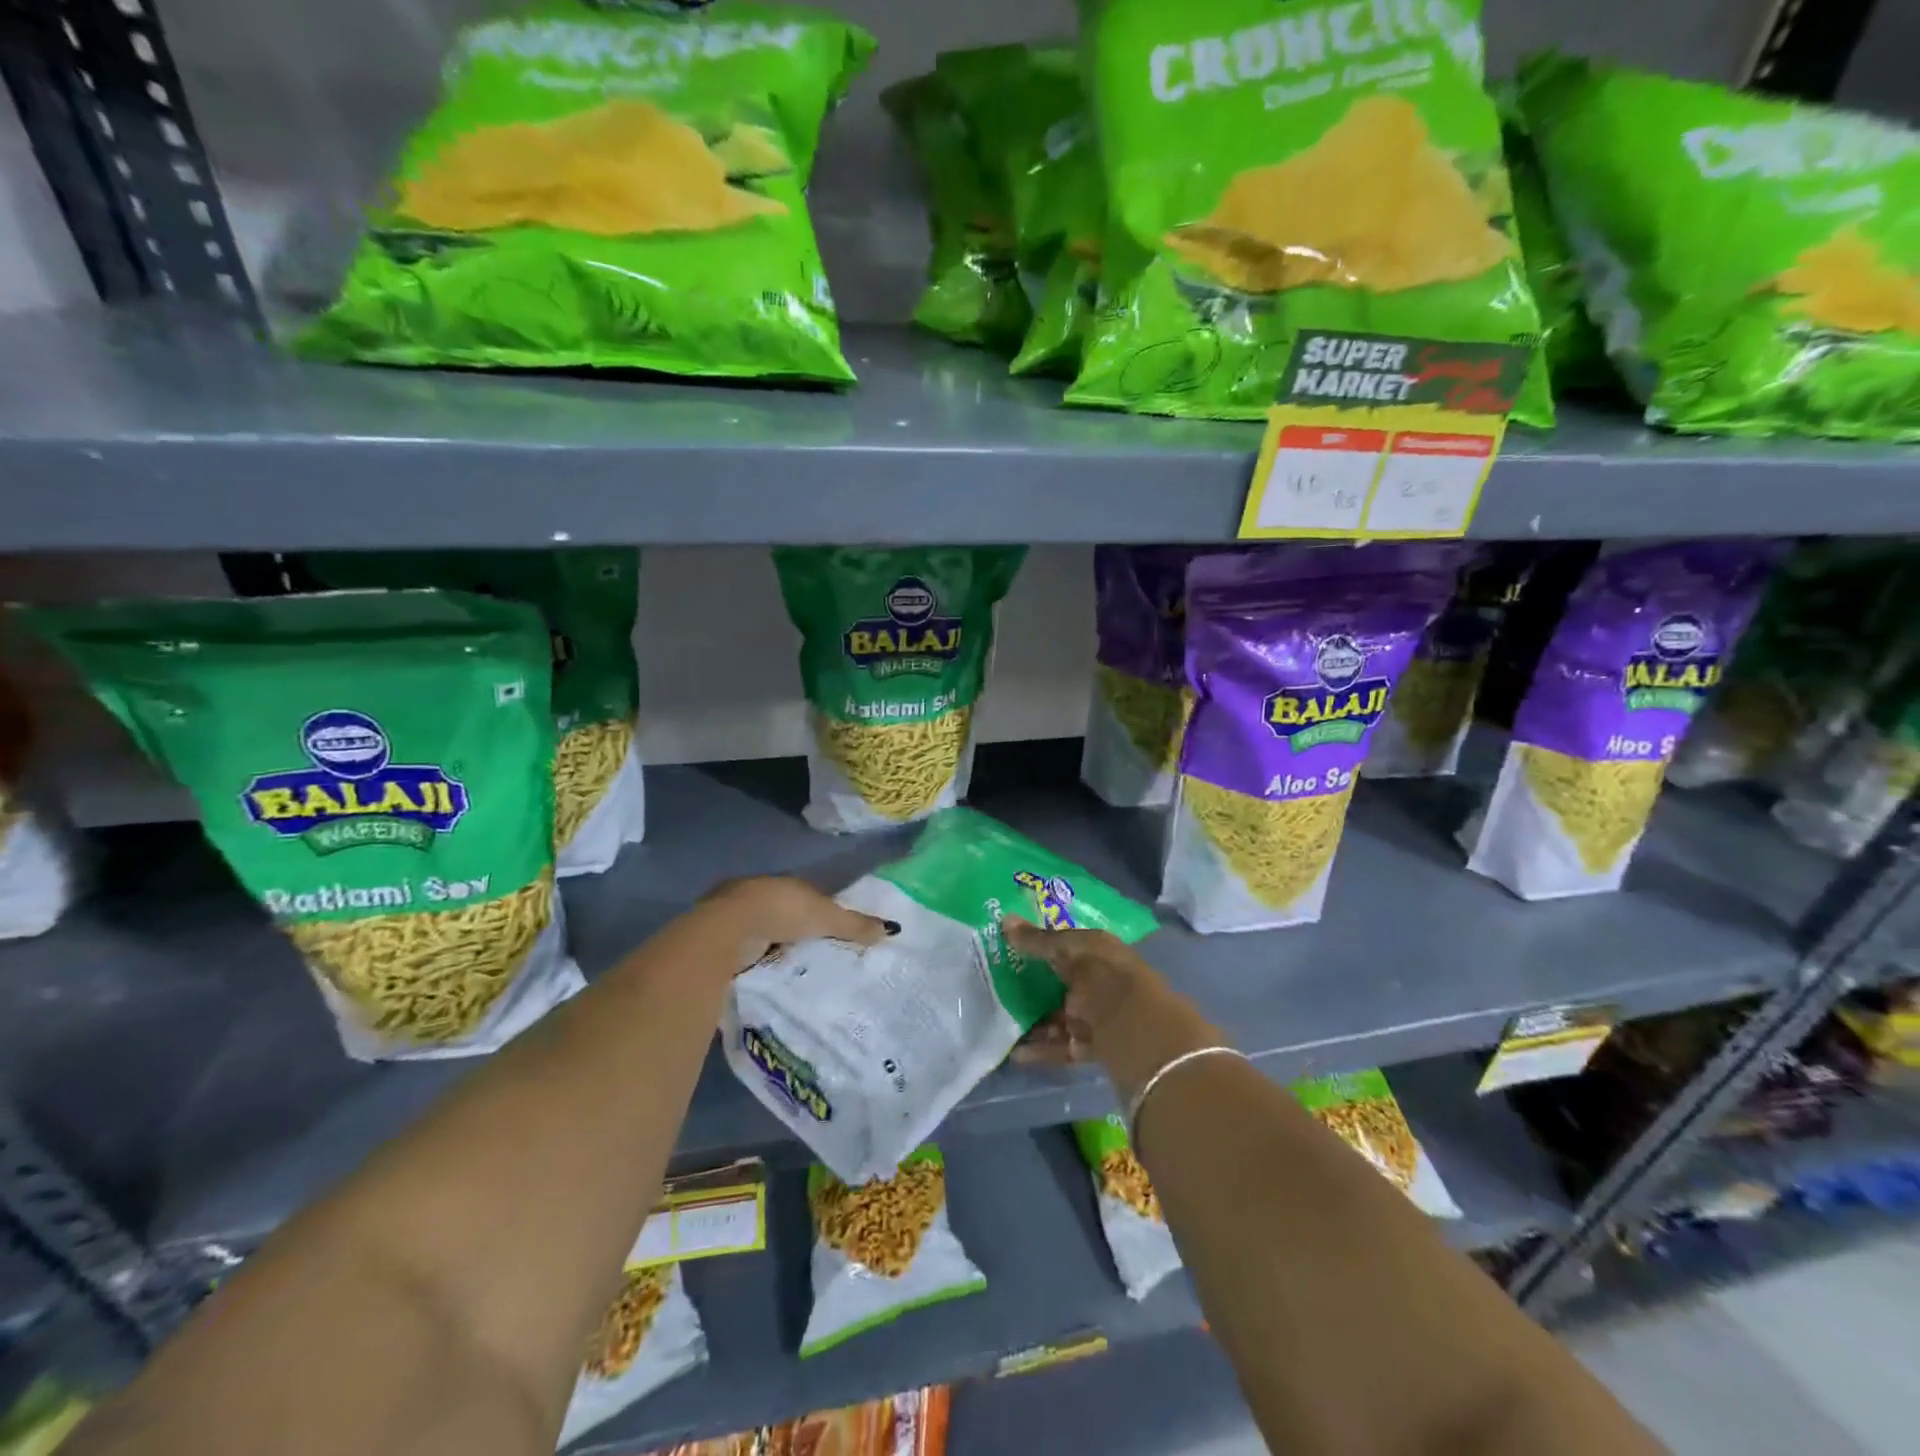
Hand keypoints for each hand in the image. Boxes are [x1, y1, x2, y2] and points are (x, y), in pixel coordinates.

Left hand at [699, 876, 897, 972]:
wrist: (728, 930)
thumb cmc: (782, 912)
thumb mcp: (826, 917)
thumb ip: (855, 924)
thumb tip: (891, 929)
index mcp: (782, 883)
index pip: (805, 896)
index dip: (818, 912)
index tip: (829, 931)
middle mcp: (756, 893)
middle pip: (782, 913)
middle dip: (793, 930)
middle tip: (811, 953)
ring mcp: (734, 916)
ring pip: (761, 932)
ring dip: (771, 946)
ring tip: (789, 969)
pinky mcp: (718, 940)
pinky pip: (744, 950)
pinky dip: (753, 960)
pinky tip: (764, 975)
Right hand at [1005, 917, 1221, 1103]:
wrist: (1146, 1038)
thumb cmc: (1107, 982)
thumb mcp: (1071, 954)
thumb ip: (1039, 941)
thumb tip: (1005, 919)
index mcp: (1100, 951)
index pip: (1066, 943)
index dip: (1039, 944)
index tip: (1007, 947)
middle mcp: (1101, 980)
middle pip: (1062, 981)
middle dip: (1033, 984)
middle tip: (997, 985)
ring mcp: (1100, 1015)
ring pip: (1061, 1015)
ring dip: (1034, 1019)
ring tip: (1001, 1022)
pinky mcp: (1097, 1047)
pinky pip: (1065, 1045)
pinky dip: (1043, 1048)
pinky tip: (1017, 1052)